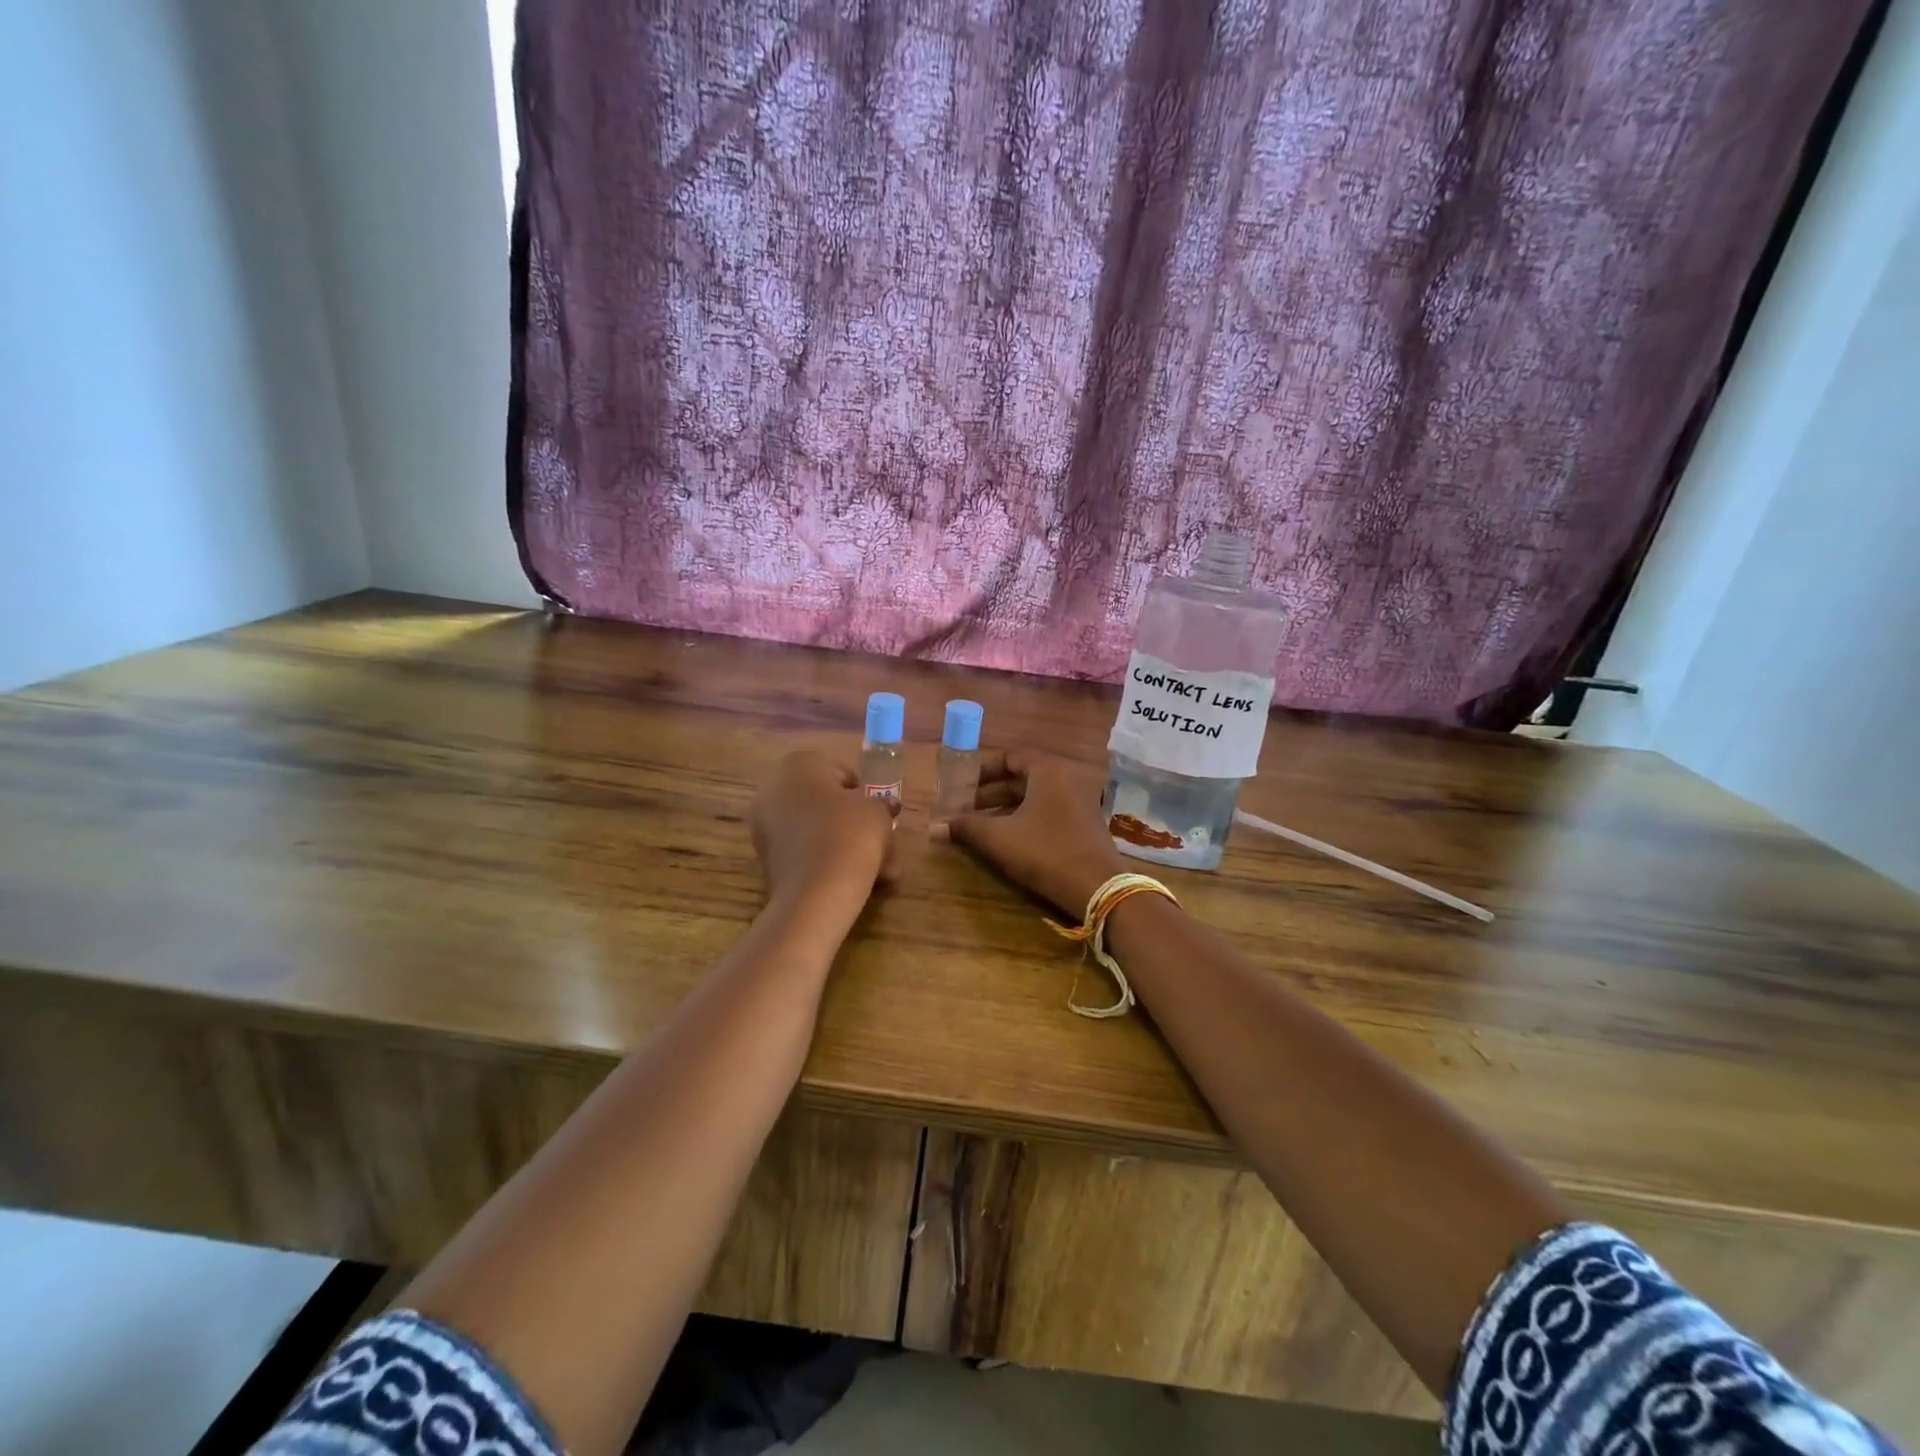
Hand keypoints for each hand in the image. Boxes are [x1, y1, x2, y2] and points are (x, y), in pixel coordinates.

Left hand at [751, 751, 898, 918]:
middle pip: (821, 802)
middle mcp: (773, 791)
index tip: (875, 808)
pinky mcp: (767, 861)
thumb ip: (881, 805)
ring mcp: (765, 828)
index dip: (858, 788)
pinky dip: (827, 861)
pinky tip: (855, 879)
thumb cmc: (849, 835)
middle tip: (878, 837)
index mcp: (797, 767)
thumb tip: (884, 807)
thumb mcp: (876, 812)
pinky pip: (804, 852)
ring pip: (815, 830)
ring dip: (844, 843)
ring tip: (877, 867)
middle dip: (851, 819)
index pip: (832, 768)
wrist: (816, 893)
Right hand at [934, 751, 1128, 916]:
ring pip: (1035, 795)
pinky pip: (1049, 809)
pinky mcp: (1085, 822)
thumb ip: (965, 828)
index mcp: (1048, 769)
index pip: (1010, 756)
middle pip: (1022, 776)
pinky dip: (1025, 817)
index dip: (982, 770)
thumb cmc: (1045, 852)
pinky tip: (1006, 837)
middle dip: (990, 792)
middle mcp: (1067, 777)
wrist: (1099, 887)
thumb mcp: (1000, 838)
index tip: (961, 784)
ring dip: (1005, 807)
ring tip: (978, 824)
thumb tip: (932, 827)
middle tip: (963, 807)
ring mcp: (1080, 799)